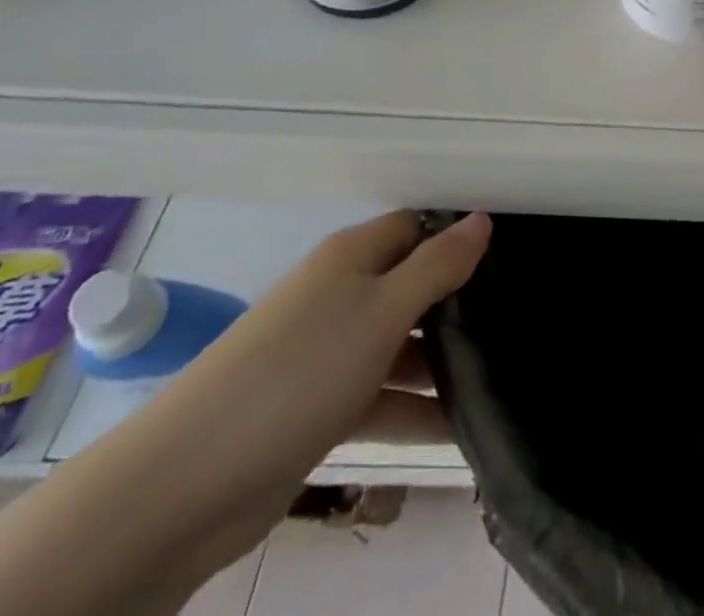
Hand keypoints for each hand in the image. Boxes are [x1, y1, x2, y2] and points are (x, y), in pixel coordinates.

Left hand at [146, 211, 490, 571]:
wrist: (187, 485)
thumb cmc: (300, 372)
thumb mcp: (382, 310)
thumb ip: (437, 265)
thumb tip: (482, 219)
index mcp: (352, 257)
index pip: (417, 226)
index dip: (459, 234)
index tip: (510, 255)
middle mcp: (340, 295)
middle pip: (411, 284)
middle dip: (459, 301)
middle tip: (516, 318)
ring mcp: (327, 353)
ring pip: (399, 344)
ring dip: (441, 362)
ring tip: (501, 376)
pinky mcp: (318, 407)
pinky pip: (380, 396)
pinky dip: (414, 409)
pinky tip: (460, 429)